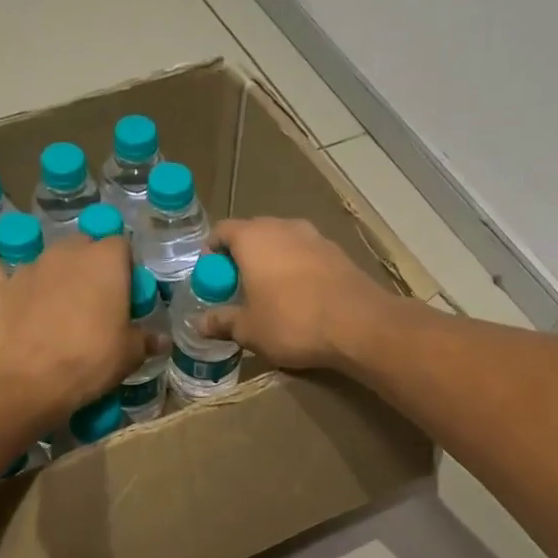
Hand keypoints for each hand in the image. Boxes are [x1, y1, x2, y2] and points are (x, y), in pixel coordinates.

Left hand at [0, 233, 143, 418]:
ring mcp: (29, 267)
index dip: (124, 267)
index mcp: (105, 261)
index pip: (121, 245)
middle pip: (83, 246)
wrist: (26, 381)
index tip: (126, 293)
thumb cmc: (89, 361)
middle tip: (94, 299)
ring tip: (55, 303)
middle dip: (89, 265)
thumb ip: (144, 340)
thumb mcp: (129, 355)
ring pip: (46, 258)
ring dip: (54, 273)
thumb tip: (160, 340)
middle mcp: (67, 253)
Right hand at [203, 218, 397, 368]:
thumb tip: (198, 324)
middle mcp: (283, 227)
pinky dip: (296, 268)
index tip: (210, 276)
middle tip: (236, 286)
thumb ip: (222, 322)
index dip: (211, 251)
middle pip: (253, 233)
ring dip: (271, 261)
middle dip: (241, 256)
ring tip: (268, 291)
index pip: (222, 231)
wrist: (359, 325)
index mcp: (253, 238)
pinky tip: (299, 295)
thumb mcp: (249, 329)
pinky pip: (306, 254)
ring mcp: (314, 237)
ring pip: (282, 242)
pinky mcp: (338, 253)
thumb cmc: (292, 322)